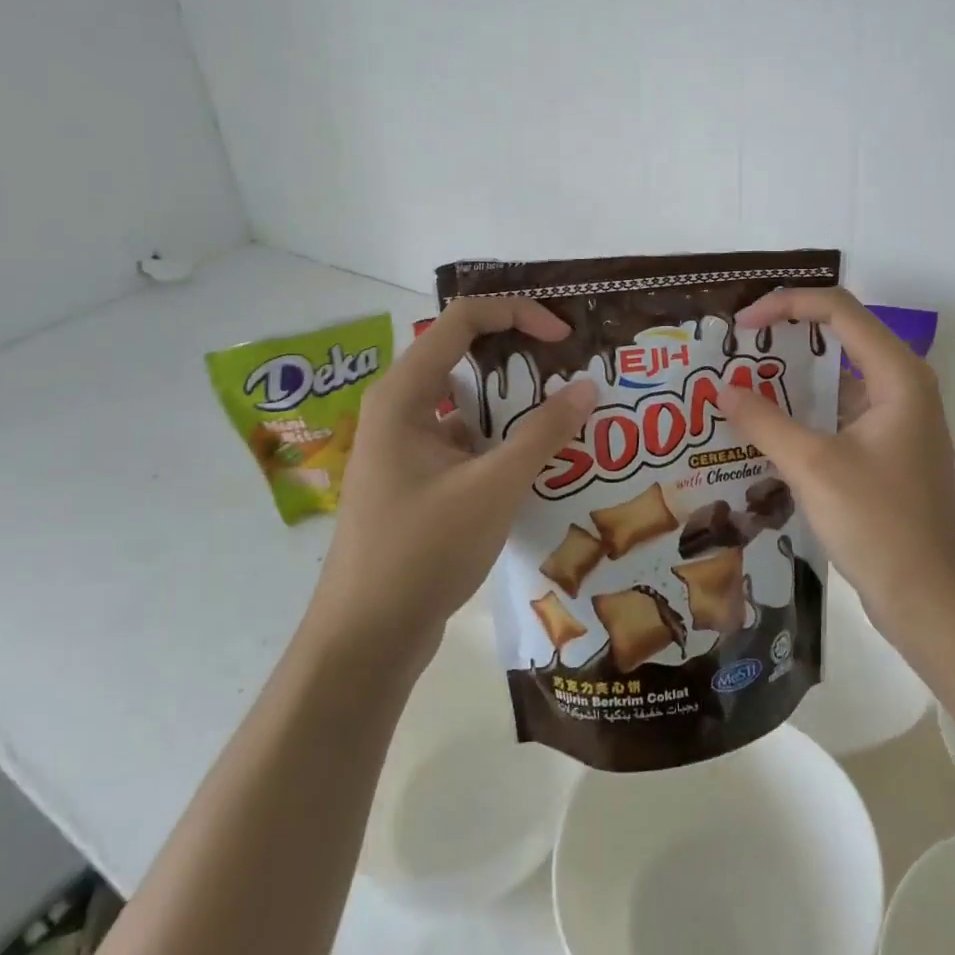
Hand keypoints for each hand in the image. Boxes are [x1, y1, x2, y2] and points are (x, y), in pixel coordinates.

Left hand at [306, 298, 596, 665]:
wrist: (366, 640)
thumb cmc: (422, 551)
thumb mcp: (493, 487)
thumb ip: (543, 433)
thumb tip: (588, 387)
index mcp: (405, 393)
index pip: (464, 320)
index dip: (518, 314)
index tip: (564, 338)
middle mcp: (401, 408)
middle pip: (468, 357)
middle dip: (525, 359)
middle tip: (576, 371)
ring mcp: (408, 446)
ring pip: (471, 404)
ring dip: (518, 406)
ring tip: (572, 415)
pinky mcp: (419, 479)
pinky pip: (468, 441)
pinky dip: (505, 442)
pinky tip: (544, 461)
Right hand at [717, 287, 954, 650]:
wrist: (934, 602)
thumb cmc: (880, 524)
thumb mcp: (813, 467)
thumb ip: (764, 421)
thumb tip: (722, 388)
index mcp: (896, 374)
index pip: (836, 309)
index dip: (784, 305)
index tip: (740, 326)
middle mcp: (900, 385)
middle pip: (837, 337)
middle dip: (783, 339)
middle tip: (732, 352)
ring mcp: (894, 419)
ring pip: (835, 379)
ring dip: (788, 380)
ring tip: (737, 387)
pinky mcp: (884, 450)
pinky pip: (836, 414)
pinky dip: (801, 414)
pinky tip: (762, 430)